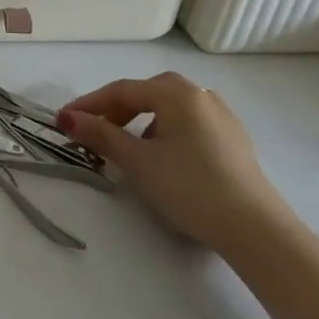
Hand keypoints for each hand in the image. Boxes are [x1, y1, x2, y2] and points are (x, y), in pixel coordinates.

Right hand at [58, 72, 290, 254]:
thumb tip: (66, 118)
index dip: (89, 104)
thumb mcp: (137, 160)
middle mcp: (200, 94)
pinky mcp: (233, 139)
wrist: (255, 228)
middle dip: (114, 110)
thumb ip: (100, 134)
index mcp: (176, 92)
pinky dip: (164, 130)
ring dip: (139, 120)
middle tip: (92, 131)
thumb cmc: (189, 186)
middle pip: (146, 94)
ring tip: (124, 145)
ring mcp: (222, 116)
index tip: (63, 120)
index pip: (121, 90)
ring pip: (168, 108)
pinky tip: (161, 155)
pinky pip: (187, 122)